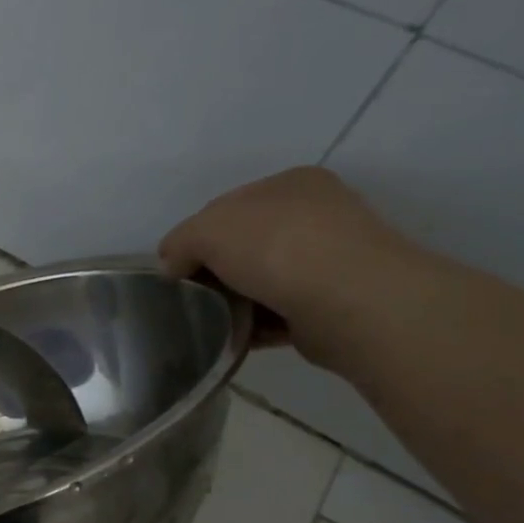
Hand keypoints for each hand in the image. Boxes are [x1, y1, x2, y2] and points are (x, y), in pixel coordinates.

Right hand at [157, 167, 417, 364]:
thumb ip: (180, 242)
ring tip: (210, 322)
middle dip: (214, 270)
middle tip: (191, 297)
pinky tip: (234, 338)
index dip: (193, 237)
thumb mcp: (207, 230)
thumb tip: (172, 266)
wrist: (351, 301)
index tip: (174, 269)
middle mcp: (315, 215)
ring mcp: (329, 260)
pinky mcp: (333, 304)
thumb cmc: (277, 247)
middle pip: (243, 245)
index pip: (226, 207)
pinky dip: (255, 326)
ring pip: (261, 281)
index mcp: (289, 184)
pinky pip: (279, 314)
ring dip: (234, 301)